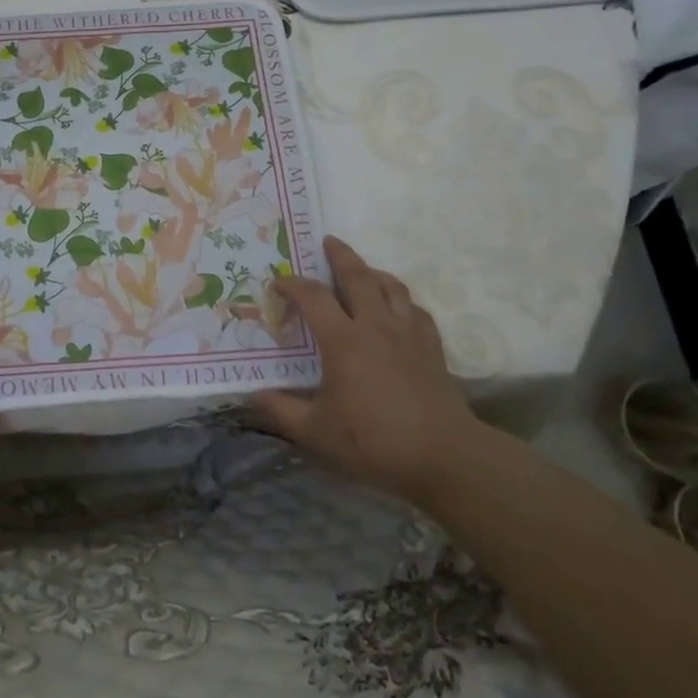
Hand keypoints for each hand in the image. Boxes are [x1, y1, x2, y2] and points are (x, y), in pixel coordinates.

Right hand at [251, 236, 478, 504]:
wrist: (445, 457)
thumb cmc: (374, 442)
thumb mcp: (315, 432)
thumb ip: (280, 410)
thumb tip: (252, 394)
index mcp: (343, 340)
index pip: (313, 297)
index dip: (292, 284)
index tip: (278, 282)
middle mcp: (376, 326)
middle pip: (358, 276)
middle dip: (340, 255)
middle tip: (327, 241)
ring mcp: (409, 334)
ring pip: (391, 287)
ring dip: (372, 272)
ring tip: (362, 270)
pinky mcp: (432, 348)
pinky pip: (416, 310)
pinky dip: (402, 300)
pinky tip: (397, 308)